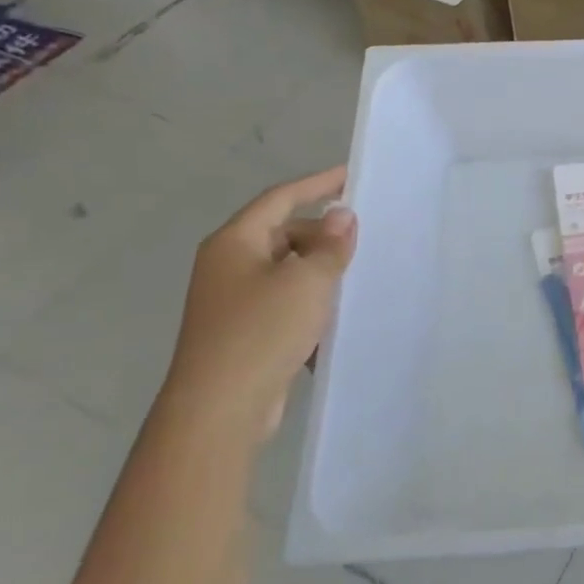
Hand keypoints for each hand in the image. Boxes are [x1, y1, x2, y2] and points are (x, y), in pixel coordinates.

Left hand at [160, 167, 356, 444]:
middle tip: (363, 238)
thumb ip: (330, 245)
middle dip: (322, 233)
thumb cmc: (262, 331)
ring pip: (285, 270)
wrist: (220, 409)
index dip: (317, 183)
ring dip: (318, 270)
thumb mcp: (308, 280)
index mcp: (235, 242)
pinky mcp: (242, 332)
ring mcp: (232, 301)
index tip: (351, 175)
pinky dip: (309, 302)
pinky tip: (336, 316)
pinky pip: (283, 302)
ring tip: (357, 274)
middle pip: (282, 234)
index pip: (280, 199)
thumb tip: (341, 216)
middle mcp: (228, 265)